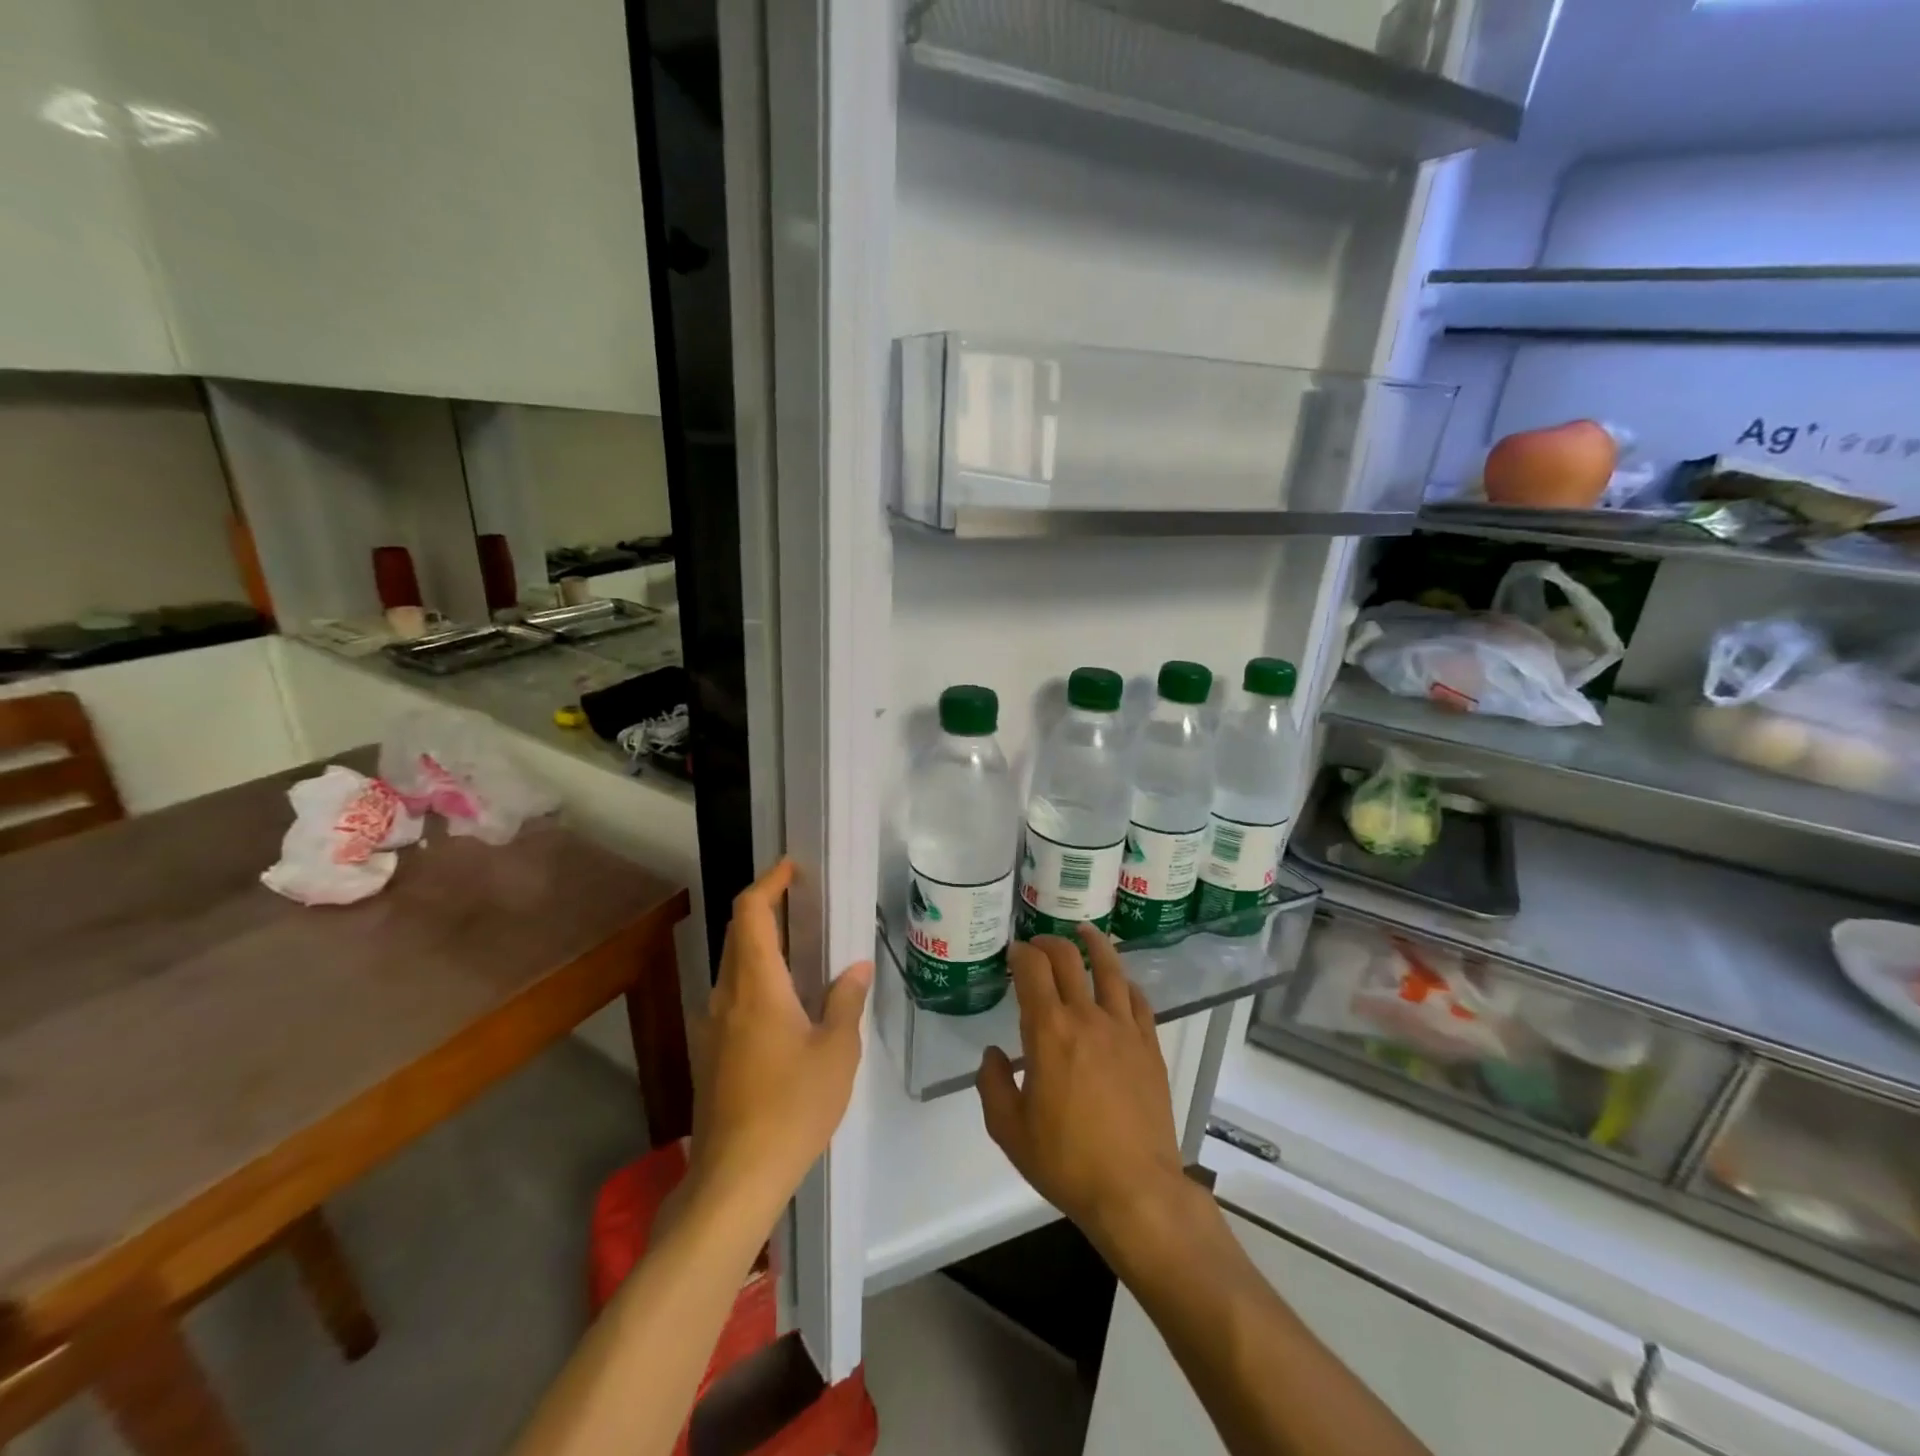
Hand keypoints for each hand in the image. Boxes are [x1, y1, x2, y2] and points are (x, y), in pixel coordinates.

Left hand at [687, 858, 871, 1214]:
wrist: (734, 1179)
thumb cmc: (792, 1107)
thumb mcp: (836, 1051)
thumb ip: (845, 1001)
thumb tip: (855, 967)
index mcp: (755, 986)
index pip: (749, 913)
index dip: (767, 883)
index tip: (791, 868)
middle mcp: (726, 996)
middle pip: (737, 935)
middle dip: (765, 909)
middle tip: (803, 903)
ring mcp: (712, 1027)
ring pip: (733, 967)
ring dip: (761, 946)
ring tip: (802, 949)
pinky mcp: (711, 1054)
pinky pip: (733, 997)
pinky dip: (757, 979)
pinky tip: (787, 1004)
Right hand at [978, 926, 1188, 1255]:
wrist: (1135, 1190)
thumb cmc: (1066, 1161)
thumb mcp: (1009, 1131)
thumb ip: (992, 1085)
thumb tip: (992, 1055)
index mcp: (1049, 1031)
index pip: (1033, 969)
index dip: (1021, 953)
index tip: (1013, 953)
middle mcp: (1087, 1017)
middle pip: (1069, 958)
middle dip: (1049, 943)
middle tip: (1039, 945)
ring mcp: (1124, 1029)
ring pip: (1110, 969)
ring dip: (1094, 944)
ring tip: (1084, 932)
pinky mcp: (1150, 1046)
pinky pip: (1138, 1000)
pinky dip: (1125, 983)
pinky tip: (1120, 983)